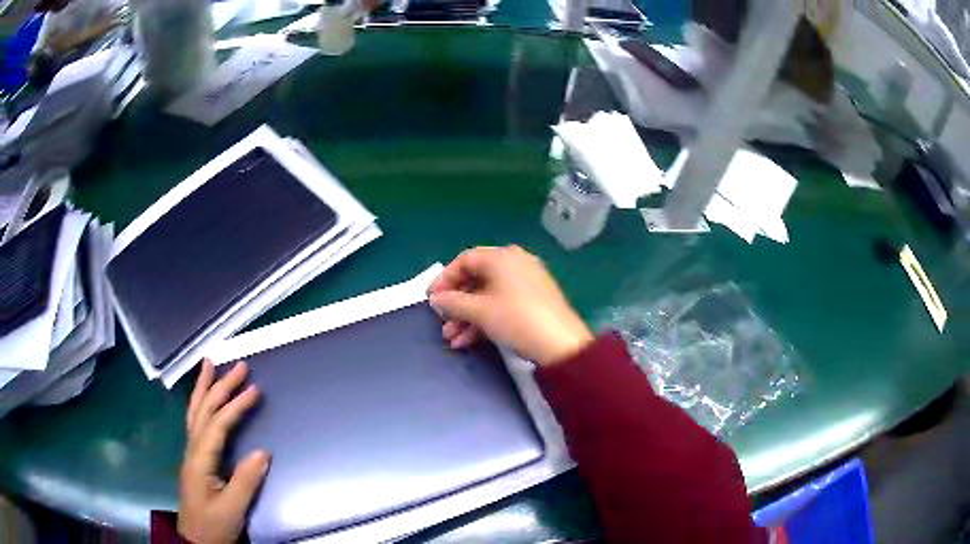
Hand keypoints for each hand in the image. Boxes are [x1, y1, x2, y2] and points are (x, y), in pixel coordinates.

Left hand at [179, 361, 268, 543]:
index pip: (217, 425)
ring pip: (195, 413)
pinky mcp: (195, 459)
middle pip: (204, 411)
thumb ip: (246, 481)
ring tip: (209, 365)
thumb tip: (263, 452)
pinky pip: (196, 423)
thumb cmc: (214, 526)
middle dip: (220, 386)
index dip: (235, 406)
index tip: (255, 389)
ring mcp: (191, 454)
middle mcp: (192, 450)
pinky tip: (204, 399)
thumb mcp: (233, 509)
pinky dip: (200, 404)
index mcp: (200, 460)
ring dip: (204, 388)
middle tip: (240, 366)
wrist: (196, 541)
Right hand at [428, 246, 593, 366]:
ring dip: (467, 317)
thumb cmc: (516, 319)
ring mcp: (526, 282)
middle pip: (476, 279)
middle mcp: (515, 263)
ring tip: (453, 339)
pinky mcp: (534, 300)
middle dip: (456, 304)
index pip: (464, 260)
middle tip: (442, 323)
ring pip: (488, 295)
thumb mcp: (480, 312)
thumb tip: (436, 299)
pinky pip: (502, 303)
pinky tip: (469, 341)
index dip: (444, 279)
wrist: (561, 344)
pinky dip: (485, 319)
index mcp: (502, 257)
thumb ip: (453, 303)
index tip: (431, 299)